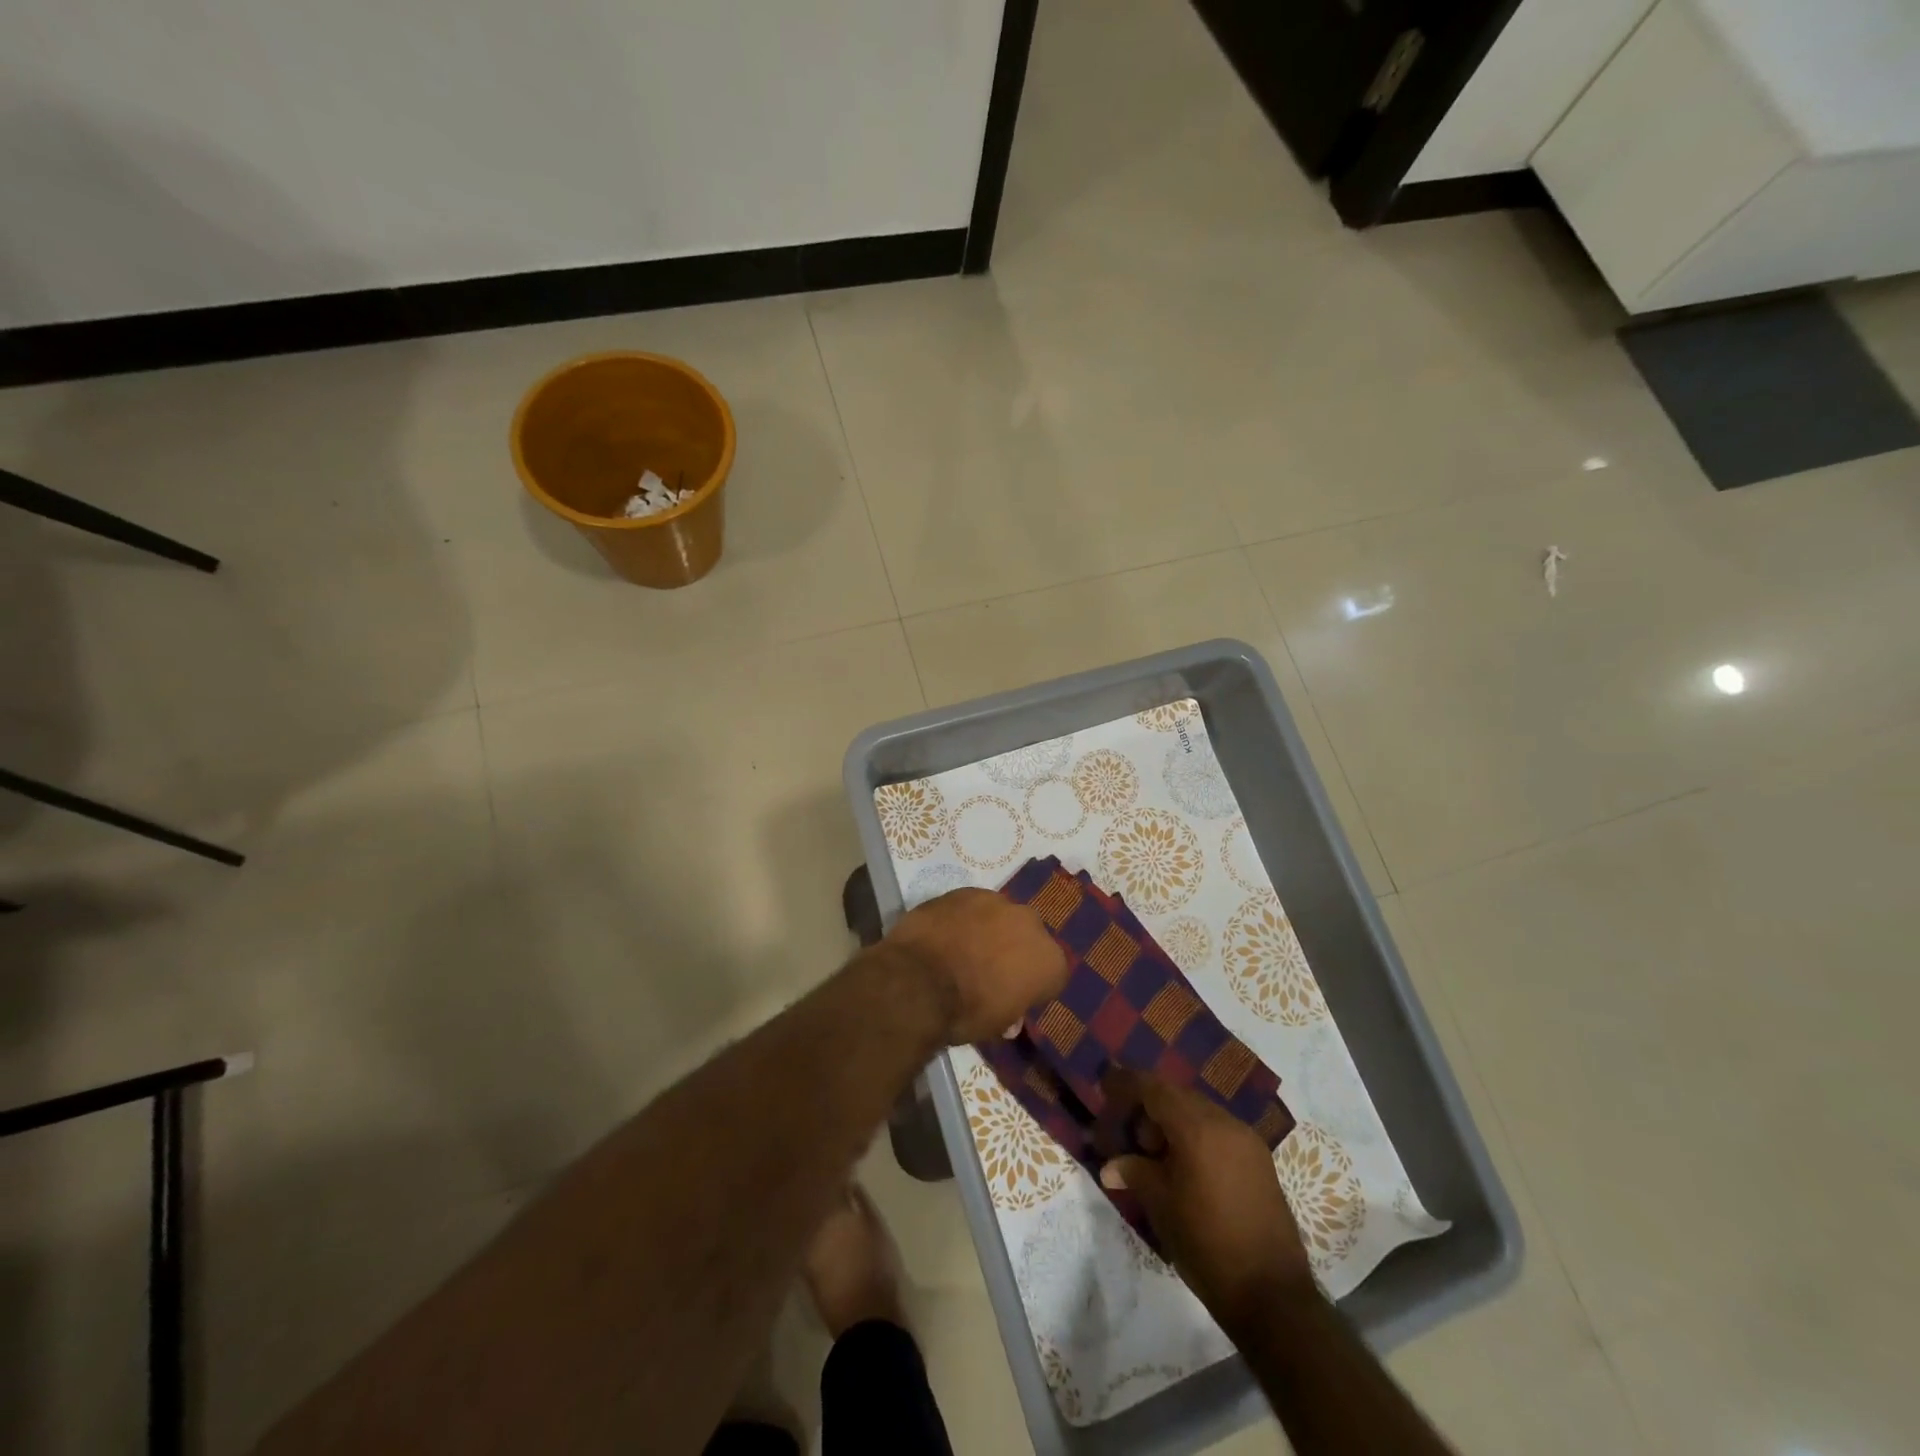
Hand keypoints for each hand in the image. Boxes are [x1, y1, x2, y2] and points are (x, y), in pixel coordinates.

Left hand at [884, 888, 1067, 1044]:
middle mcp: (1031, 923)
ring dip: (988, 929)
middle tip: (988, 971)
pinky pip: (971, 905)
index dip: (1032, 988)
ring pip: (1000, 916)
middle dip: (1014, 950)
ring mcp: (998, 901)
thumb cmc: (966, 1011)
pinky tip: (944, 934)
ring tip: (962, 949)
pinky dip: (963, 918)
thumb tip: (1009, 1015)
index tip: (1013, 998)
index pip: (1051, 976)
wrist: (919, 981)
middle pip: (1028, 938)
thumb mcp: (997, 1025)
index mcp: (1050, 961)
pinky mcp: (965, 890)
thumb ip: (1011, 1011)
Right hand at [1099, 1067, 1316, 1333]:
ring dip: (1173, 1121)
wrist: (1272, 1296)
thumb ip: (1134, 1172)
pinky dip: (1196, 1135)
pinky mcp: (1260, 1160)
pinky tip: (1185, 1165)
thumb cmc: (1207, 1245)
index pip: (1154, 1088)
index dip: (1127, 1083)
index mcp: (1197, 1128)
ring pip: (1200, 1111)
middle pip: (1178, 1096)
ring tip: (1156, 1155)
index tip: (1106, 1084)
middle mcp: (1225, 1123)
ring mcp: (1247, 1140)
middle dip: (1150, 1106)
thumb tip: (1110, 1165)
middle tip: (1130, 1134)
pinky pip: (1219, 1130)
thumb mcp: (1161, 1206)